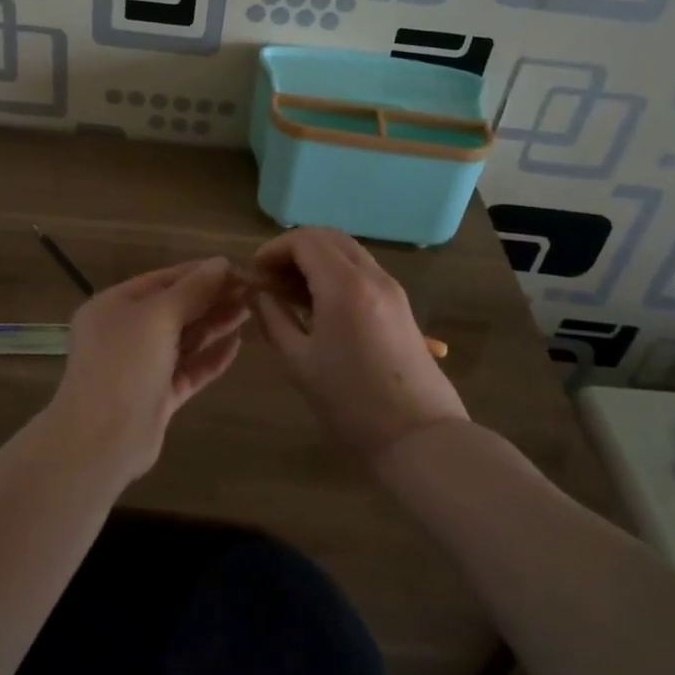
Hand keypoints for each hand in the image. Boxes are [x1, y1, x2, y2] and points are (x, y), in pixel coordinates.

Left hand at [48, 257, 248, 481]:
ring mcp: (141, 366)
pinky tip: (237, 345)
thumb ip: (192, 290)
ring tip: (250, 309)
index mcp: (114, 306)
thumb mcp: (157, 317)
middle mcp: (125, 333)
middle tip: (251, 289)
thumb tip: (220, 263)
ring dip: (214, 324)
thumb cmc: (125, 364)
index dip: (198, 273)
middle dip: (211, 298)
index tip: (235, 268)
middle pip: (174, 308)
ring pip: (183, 339)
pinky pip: (188, 370)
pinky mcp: (157, 396)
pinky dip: (211, 357)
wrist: (102, 439)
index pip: (162, 280)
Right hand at [251, 227, 467, 462]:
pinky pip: (362, 270)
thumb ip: (273, 319)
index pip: (304, 240)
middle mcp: (372, 275)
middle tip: (271, 278)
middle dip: (295, 248)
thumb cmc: (351, 402)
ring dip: (317, 259)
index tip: (255, 273)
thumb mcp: (299, 362)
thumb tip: (258, 293)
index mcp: (344, 285)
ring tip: (291, 293)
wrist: (419, 437)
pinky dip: (336, 272)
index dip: (274, 249)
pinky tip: (320, 305)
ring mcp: (391, 288)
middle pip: (329, 237)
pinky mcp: (401, 305)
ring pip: (348, 251)